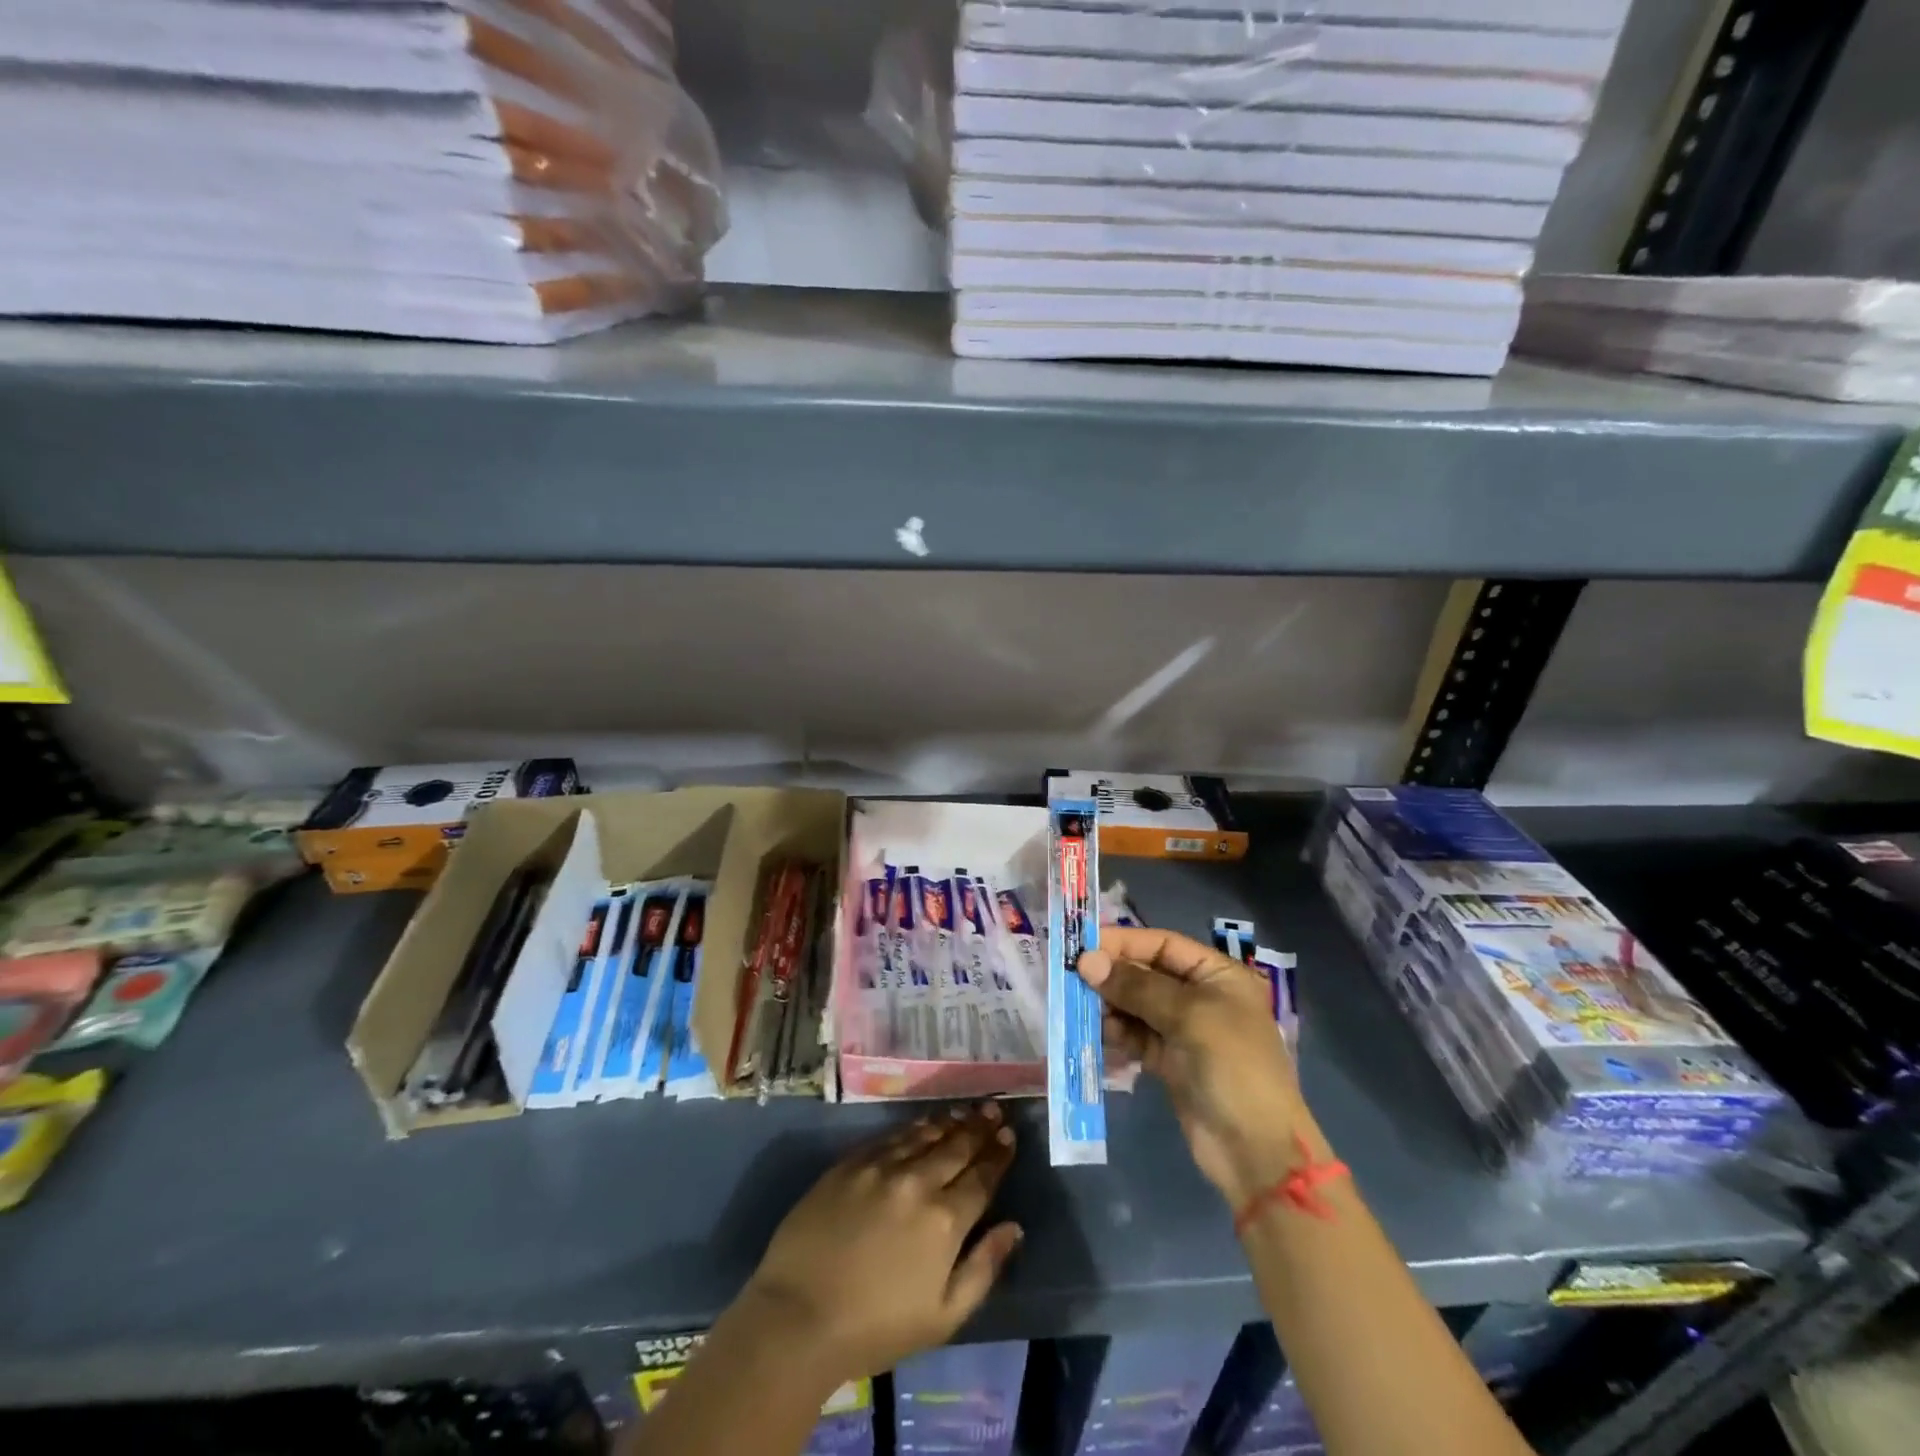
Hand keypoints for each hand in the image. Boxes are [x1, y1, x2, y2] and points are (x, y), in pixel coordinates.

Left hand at [743, 1104, 1021, 1384]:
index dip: (998, 1154)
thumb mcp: (943, 1317)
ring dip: (949, 1121)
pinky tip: (922, 1123)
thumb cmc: (875, 1328)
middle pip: (956, 1146)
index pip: (982, 1176)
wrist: (799, 1316)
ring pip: (925, 1134)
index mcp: (945, 1220)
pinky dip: (913, 1127)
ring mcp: (881, 1167)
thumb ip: (983, 1269)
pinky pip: (891, 1136)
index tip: (1009, 1135)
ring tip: (965, 1110)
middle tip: (994, 1108)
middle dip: (979, 1126)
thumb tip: (1013, 1228)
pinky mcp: (851, 1163)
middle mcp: (918, 1182)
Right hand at [1080, 927, 1312, 1207]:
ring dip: (1111, 1005)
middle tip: (1074, 978)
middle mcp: (1202, 997)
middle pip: (1147, 973)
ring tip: (1084, 1009)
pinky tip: (1100, 1033)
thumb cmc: (1231, 1066)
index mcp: (1218, 975)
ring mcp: (1185, 1031)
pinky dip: (1118, 1032)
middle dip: (1113, 975)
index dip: (1125, 942)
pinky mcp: (1170, 1061)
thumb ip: (1136, 986)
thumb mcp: (1188, 1016)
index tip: (1084, 946)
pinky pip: (1136, 1036)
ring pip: (1137, 1005)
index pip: (1164, 944)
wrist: (1255, 1151)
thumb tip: (1086, 961)